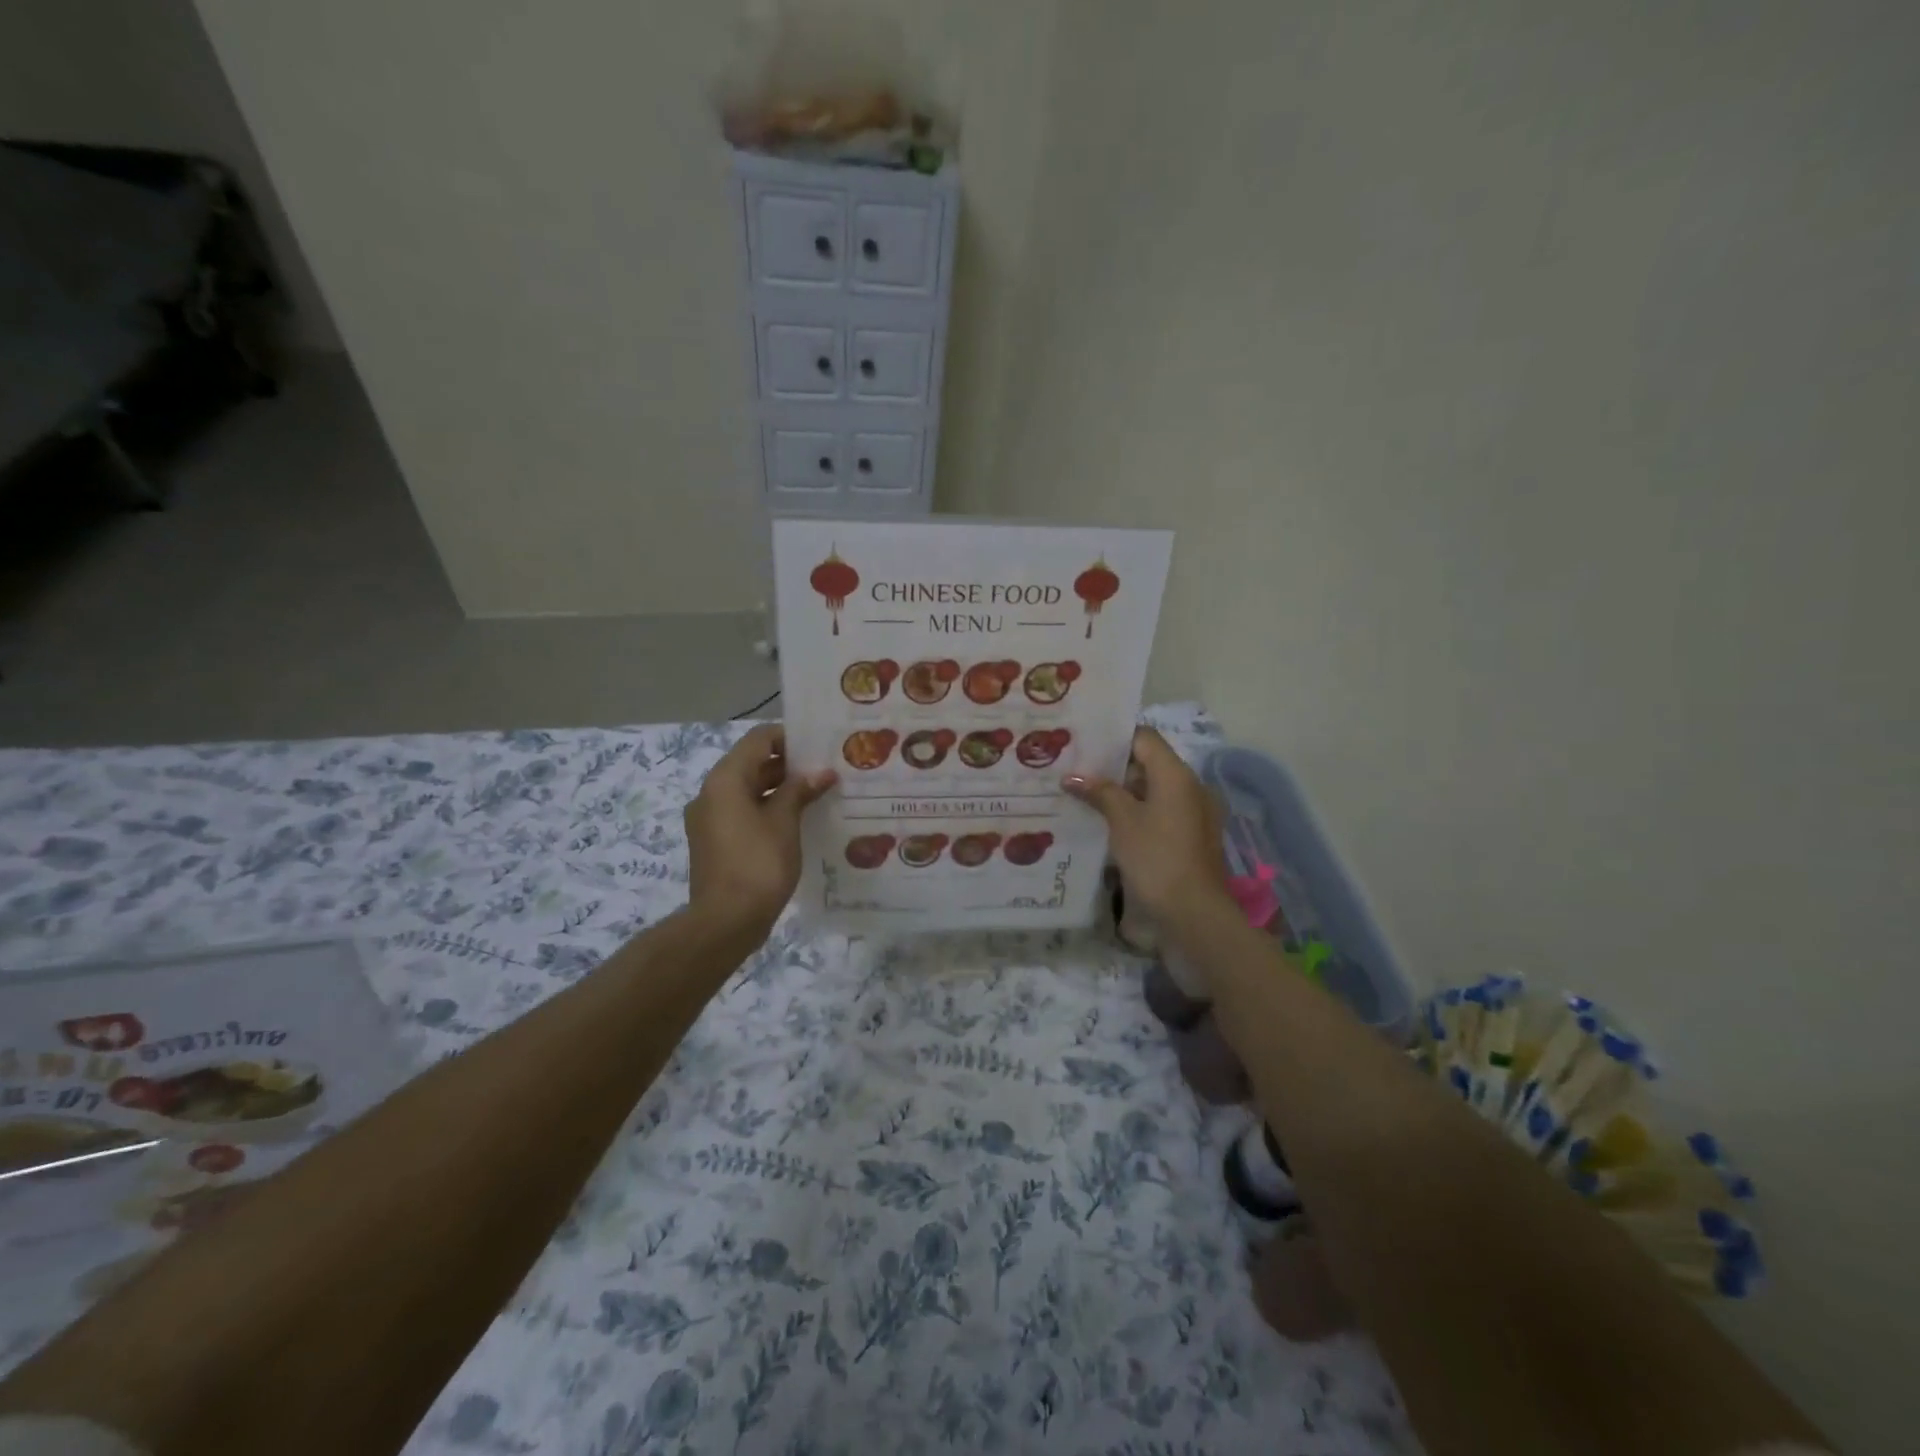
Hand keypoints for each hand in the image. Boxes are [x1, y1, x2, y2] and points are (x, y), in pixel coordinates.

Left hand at [685, 725, 835, 932]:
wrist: (725, 922)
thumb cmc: (757, 864)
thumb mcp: (784, 822)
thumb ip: (800, 791)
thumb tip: (821, 773)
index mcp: (725, 780)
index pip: (758, 740)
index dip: (789, 737)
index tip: (820, 745)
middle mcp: (712, 793)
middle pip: (752, 763)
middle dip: (789, 764)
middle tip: (826, 769)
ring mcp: (710, 819)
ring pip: (749, 790)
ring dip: (781, 788)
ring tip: (819, 792)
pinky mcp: (715, 841)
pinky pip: (744, 813)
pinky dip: (769, 809)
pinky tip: (799, 819)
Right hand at [1065, 728, 1232, 929]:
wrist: (1194, 914)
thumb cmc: (1156, 858)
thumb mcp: (1122, 821)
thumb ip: (1100, 792)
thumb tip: (1072, 776)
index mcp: (1176, 774)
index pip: (1144, 738)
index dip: (1114, 738)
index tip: (1083, 743)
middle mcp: (1190, 787)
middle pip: (1149, 763)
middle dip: (1113, 767)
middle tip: (1076, 770)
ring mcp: (1194, 813)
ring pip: (1153, 790)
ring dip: (1123, 792)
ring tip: (1085, 796)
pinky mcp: (1190, 836)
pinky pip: (1161, 812)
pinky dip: (1137, 811)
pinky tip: (1108, 823)